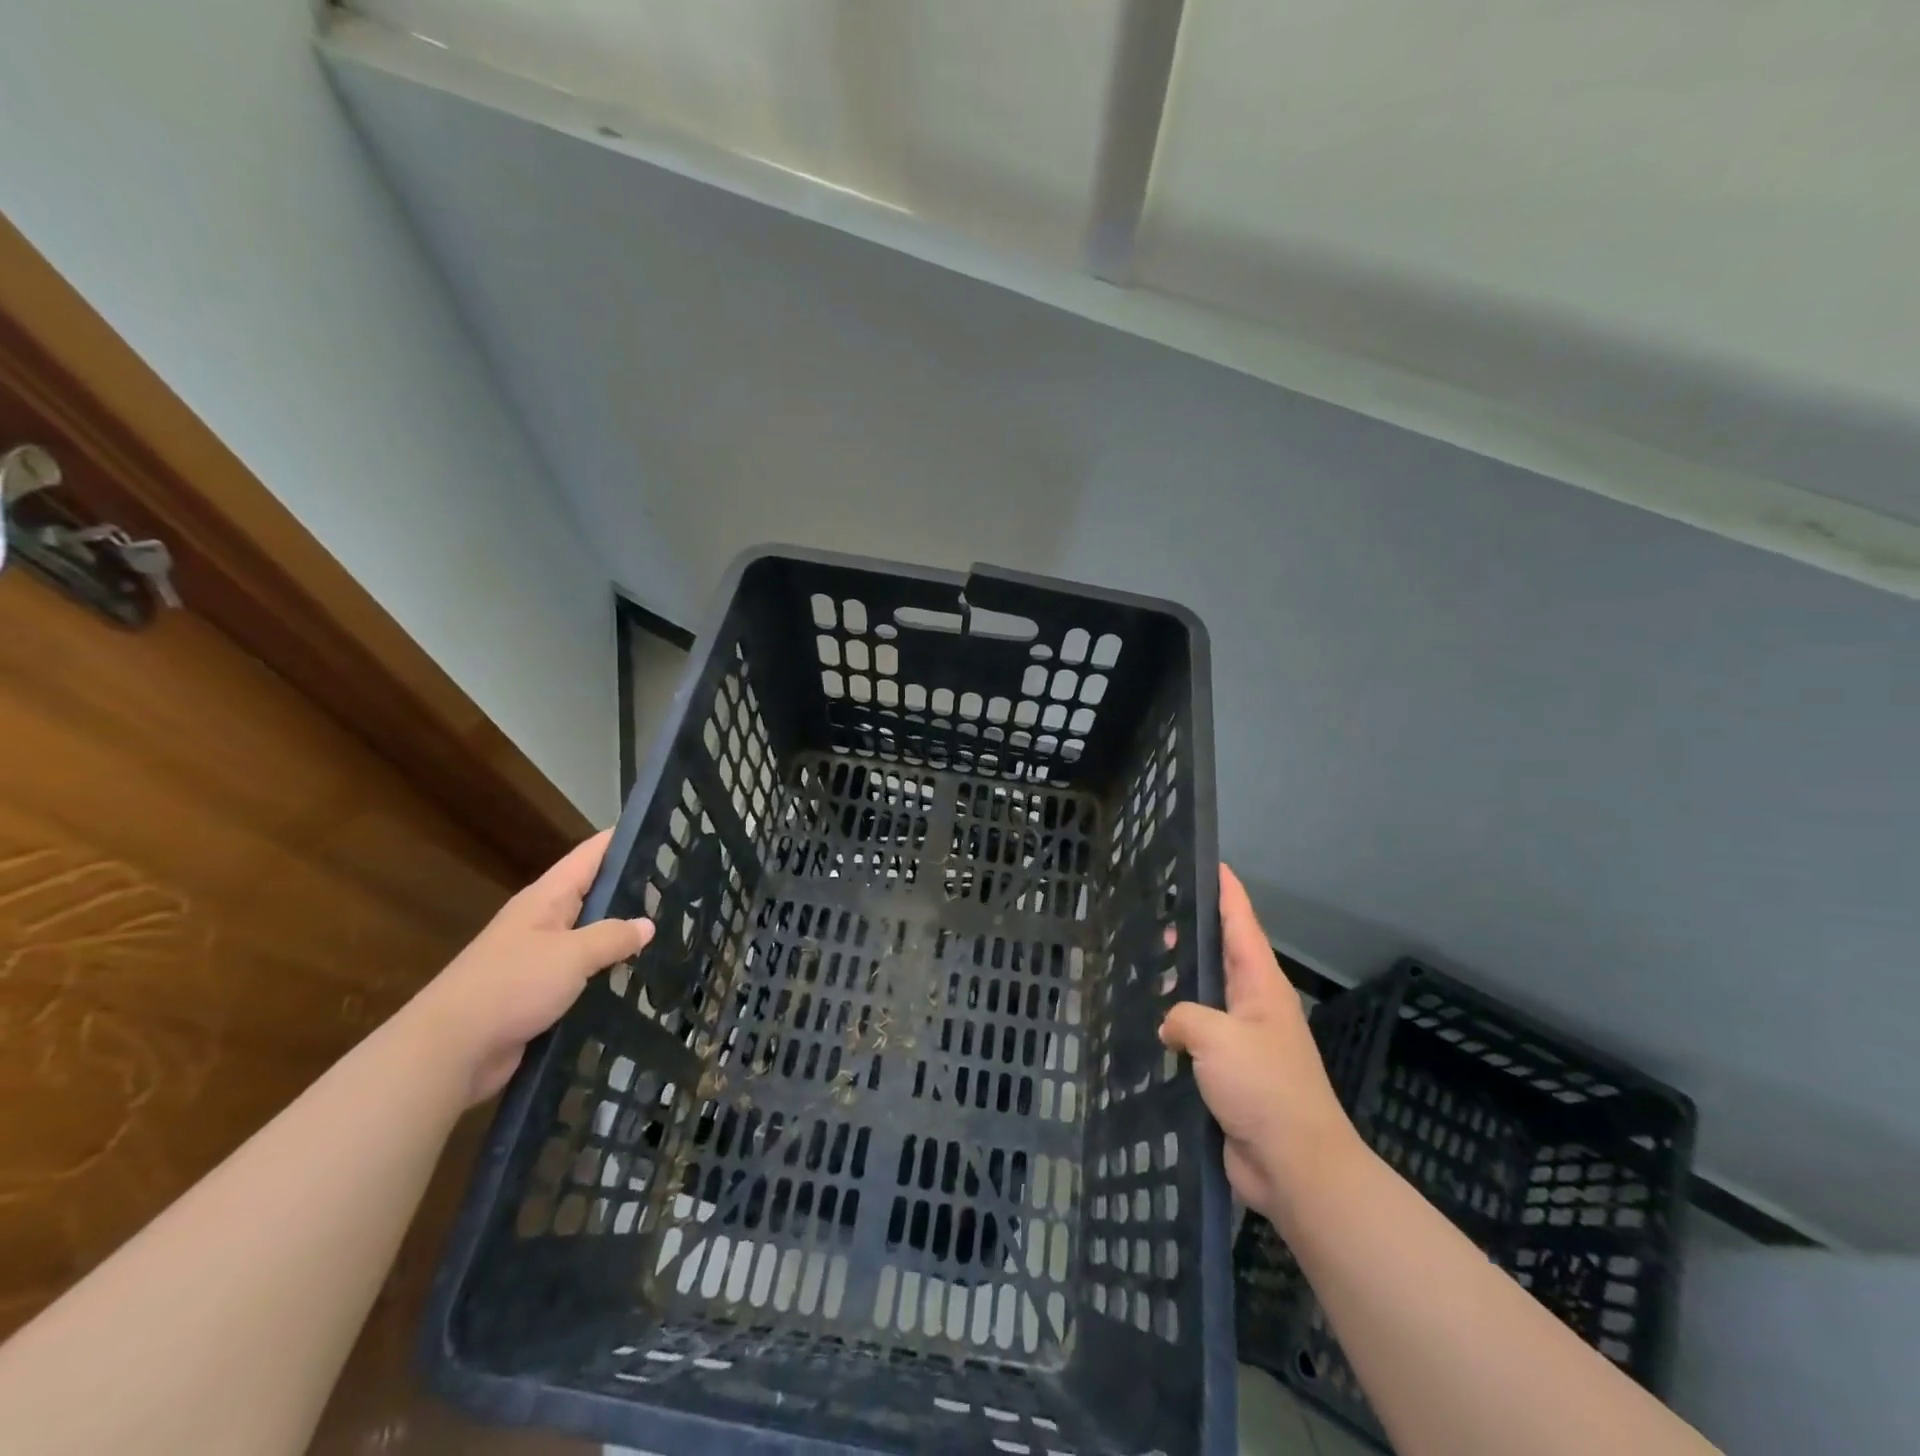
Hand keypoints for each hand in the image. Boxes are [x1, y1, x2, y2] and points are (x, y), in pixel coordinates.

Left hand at [407, 830, 653, 1104]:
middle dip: (633, 890)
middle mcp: (543, 922)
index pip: (590, 855)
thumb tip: (648, 925)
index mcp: (546, 899)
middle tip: (679, 887)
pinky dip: (608, 973)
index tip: (660, 830)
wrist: (450, 1052)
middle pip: (594, 895)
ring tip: (671, 931)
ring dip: (623, 937)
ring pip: (591, 937)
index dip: (623, 839)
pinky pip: (583, 974)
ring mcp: (540, 959)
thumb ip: (613, 936)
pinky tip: (638, 978)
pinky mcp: (540, 994)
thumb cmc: (510, 986)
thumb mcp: (571, 954)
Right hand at [1160, 864, 1359, 1220]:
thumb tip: (1171, 1026)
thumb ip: (1183, 1016)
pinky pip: (1197, 1036)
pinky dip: (1176, 1025)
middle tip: (1153, 915)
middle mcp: (1253, 1004)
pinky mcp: (1230, 1073)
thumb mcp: (1217, 1037)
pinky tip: (1149, 1025)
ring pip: (1206, 995)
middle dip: (1192, 933)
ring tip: (1143, 965)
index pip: (1241, 922)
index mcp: (1260, 984)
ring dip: (1180, 981)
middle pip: (1221, 954)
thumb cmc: (1264, 1088)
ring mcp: (1243, 1040)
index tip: (1210, 862)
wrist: (1296, 1165)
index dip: (1225, 890)